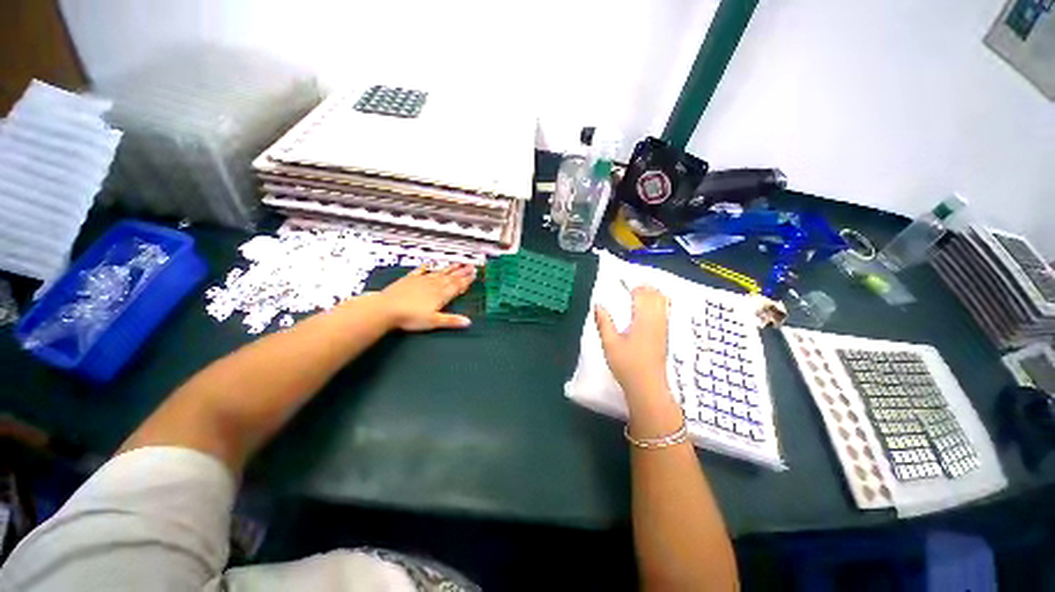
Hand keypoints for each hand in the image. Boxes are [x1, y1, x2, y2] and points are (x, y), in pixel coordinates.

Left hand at [378, 264, 476, 331]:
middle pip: (450, 277)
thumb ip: (451, 320)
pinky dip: (427, 267)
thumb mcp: (434, 321)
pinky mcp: (409, 279)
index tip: (474, 274)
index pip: (457, 286)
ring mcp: (421, 281)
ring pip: (439, 273)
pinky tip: (430, 263)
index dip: (466, 280)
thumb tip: (468, 322)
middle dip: (461, 271)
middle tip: (470, 266)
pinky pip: (421, 271)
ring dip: (449, 268)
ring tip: (457, 263)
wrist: (386, 309)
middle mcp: (433, 285)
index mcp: (441, 295)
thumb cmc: (410, 317)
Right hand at [594, 285, 669, 396]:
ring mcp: (663, 328)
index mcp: (643, 319)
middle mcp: (657, 320)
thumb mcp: (610, 343)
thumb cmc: (627, 365)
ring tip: (640, 292)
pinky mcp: (665, 335)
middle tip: (631, 284)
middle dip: (645, 286)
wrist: (648, 387)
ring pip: (663, 302)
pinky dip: (658, 303)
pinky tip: (649, 307)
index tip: (622, 281)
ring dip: (653, 293)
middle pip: (656, 295)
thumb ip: (604, 322)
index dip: (633, 285)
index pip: (642, 294)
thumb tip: (598, 304)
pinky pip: (665, 311)